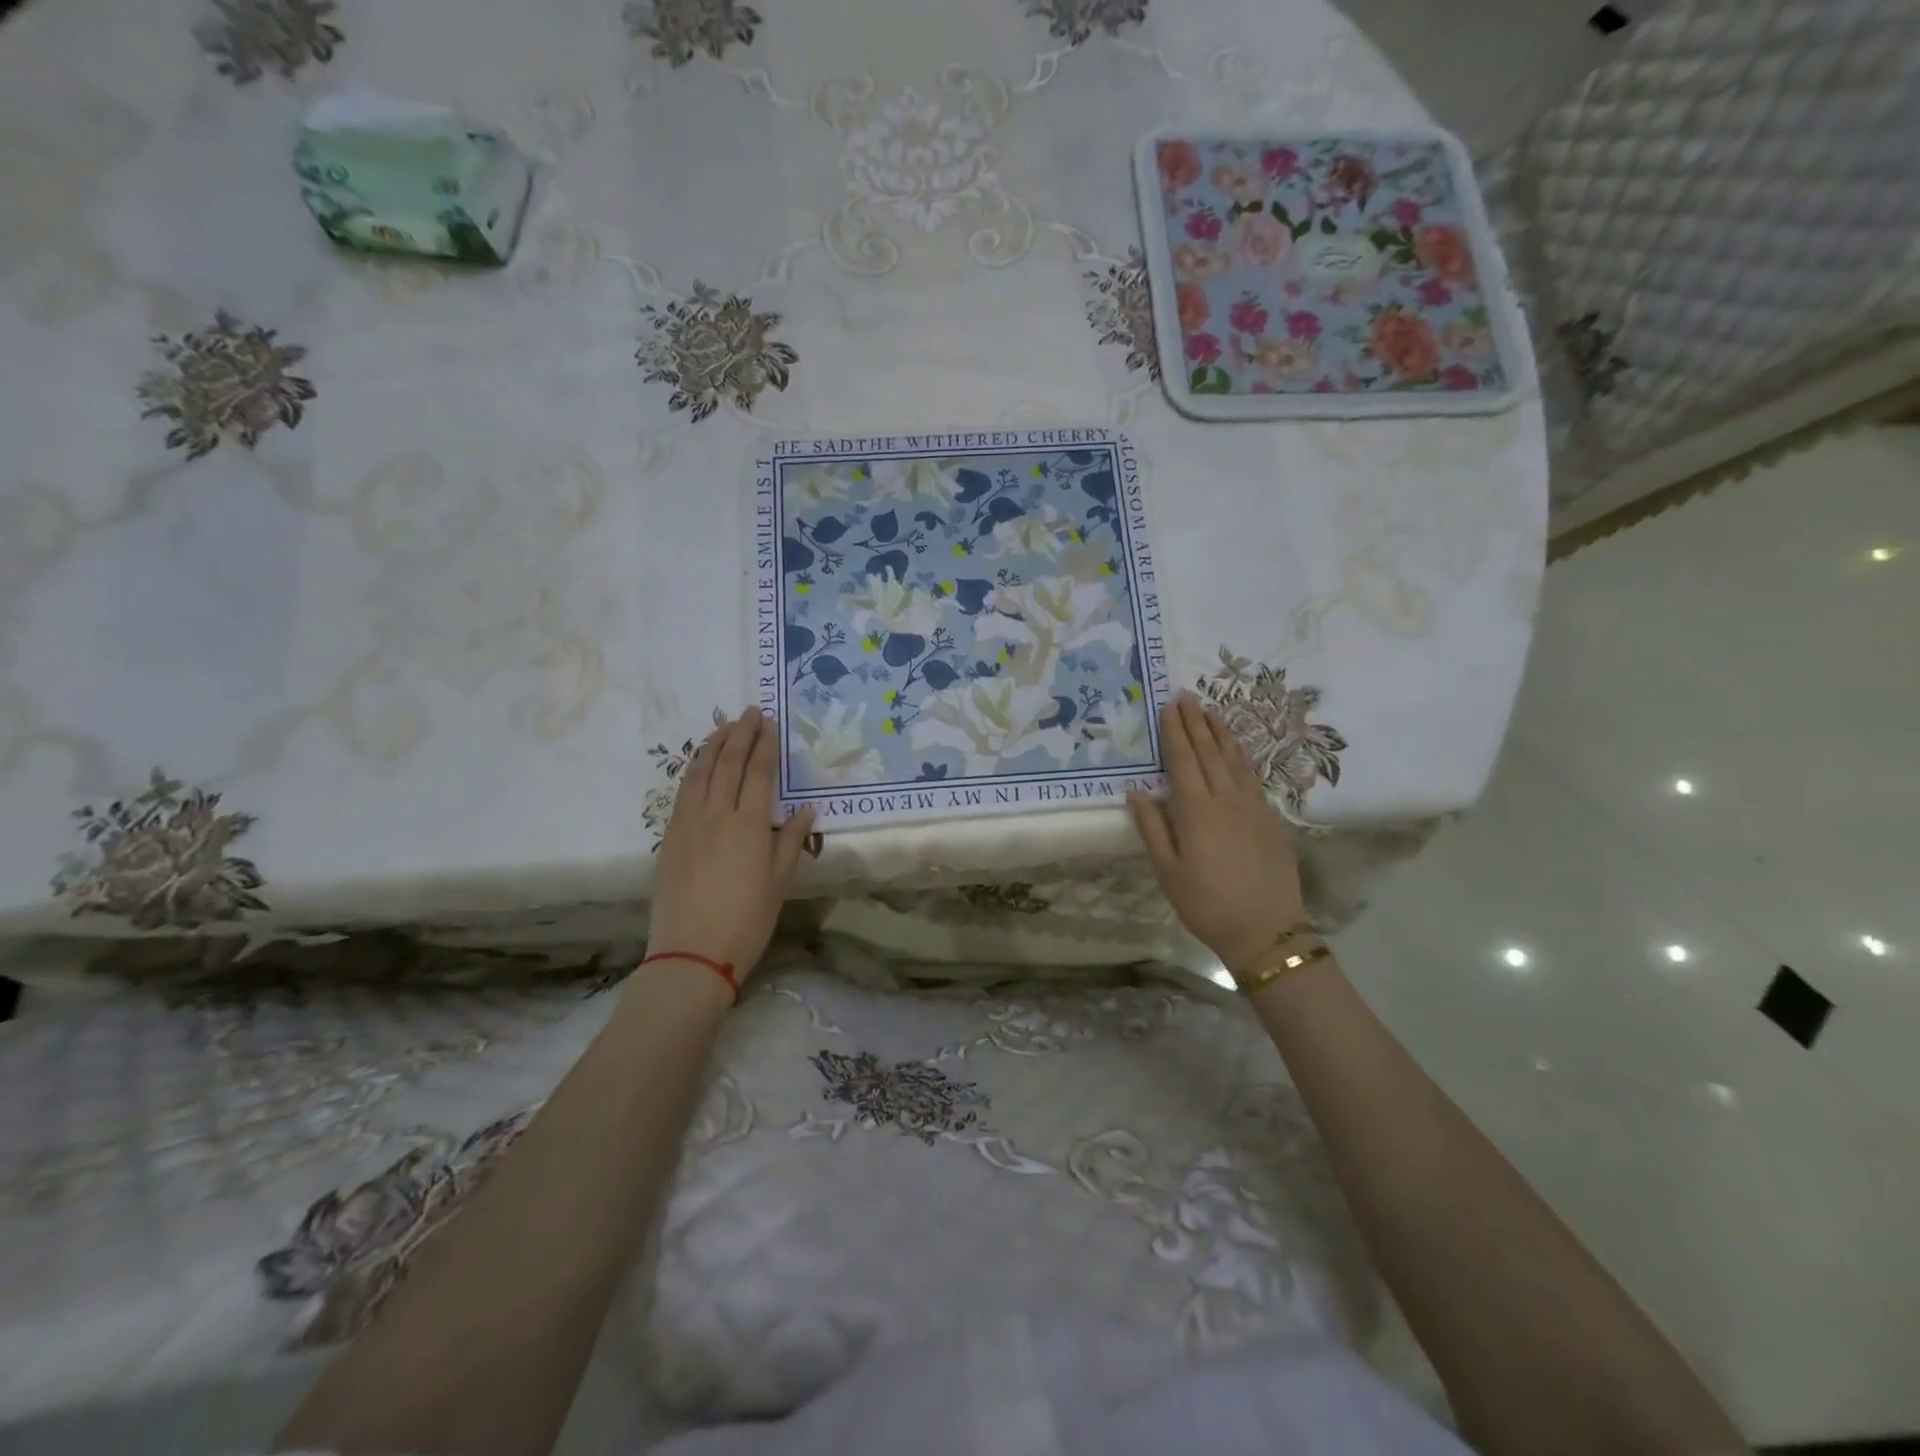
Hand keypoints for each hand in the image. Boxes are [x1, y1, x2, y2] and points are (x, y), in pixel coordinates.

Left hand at [647, 708, 817, 982]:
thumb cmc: (746, 921)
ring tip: (723, 727)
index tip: (769, 722)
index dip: (764, 745)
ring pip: (699, 772)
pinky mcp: (669, 838)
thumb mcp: (779, 883)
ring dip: (712, 745)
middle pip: (727, 763)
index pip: (757, 773)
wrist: (692, 954)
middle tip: (749, 712)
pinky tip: (699, 764)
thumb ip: (791, 841)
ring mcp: (687, 824)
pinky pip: (682, 792)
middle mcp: (716, 816)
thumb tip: (805, 810)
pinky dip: (693, 770)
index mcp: (749, 826)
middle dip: (739, 734)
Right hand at [1127, 692, 1307, 974]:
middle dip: (1196, 723)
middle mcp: (1226, 799)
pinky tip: (1237, 749)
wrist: (1266, 930)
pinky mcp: (1270, 818)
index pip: (1183, 760)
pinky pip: (1252, 776)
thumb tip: (1136, 792)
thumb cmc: (1206, 903)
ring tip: (1211, 711)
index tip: (1169, 707)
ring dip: (1221, 733)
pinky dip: (1241, 756)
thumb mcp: (1167, 871)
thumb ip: (1152, 827)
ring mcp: (1252, 806)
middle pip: (1209, 752)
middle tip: (1187, 696)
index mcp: (1196, 810)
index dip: (1175, 732)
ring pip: (1234, 760)